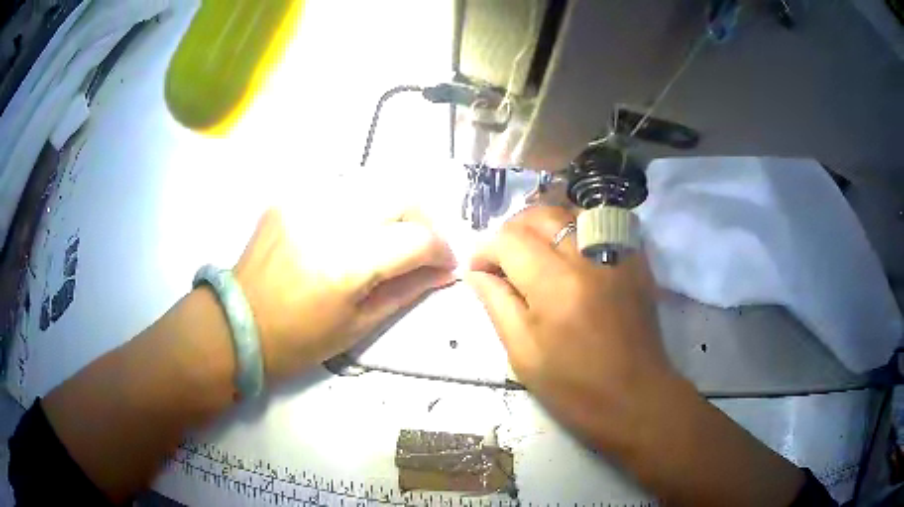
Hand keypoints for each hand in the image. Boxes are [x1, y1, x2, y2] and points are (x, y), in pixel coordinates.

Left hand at [234, 207, 456, 381]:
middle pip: (400, 194)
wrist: (238, 324)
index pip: (416, 237)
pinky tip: (353, 230)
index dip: (441, 249)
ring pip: (373, 185)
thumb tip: (444, 273)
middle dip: (423, 219)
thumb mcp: (358, 326)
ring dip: (393, 210)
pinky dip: (360, 208)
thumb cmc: (298, 340)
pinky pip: (341, 190)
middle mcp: (327, 221)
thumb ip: (406, 291)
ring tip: (390, 236)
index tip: (445, 264)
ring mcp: (304, 202)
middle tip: (421, 246)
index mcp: (345, 265)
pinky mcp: (289, 198)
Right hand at [467, 205, 676, 452]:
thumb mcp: (523, 353)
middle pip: (540, 215)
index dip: (485, 250)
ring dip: (544, 224)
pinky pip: (602, 224)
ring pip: (571, 212)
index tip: (478, 271)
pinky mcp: (635, 260)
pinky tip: (569, 251)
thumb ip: (496, 304)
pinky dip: (577, 228)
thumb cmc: (574, 387)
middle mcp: (588, 258)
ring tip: (534, 250)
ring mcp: (617, 254)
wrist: (635, 398)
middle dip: (512, 231)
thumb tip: (475, 273)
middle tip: (504, 259)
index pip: (509, 240)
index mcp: (555, 286)